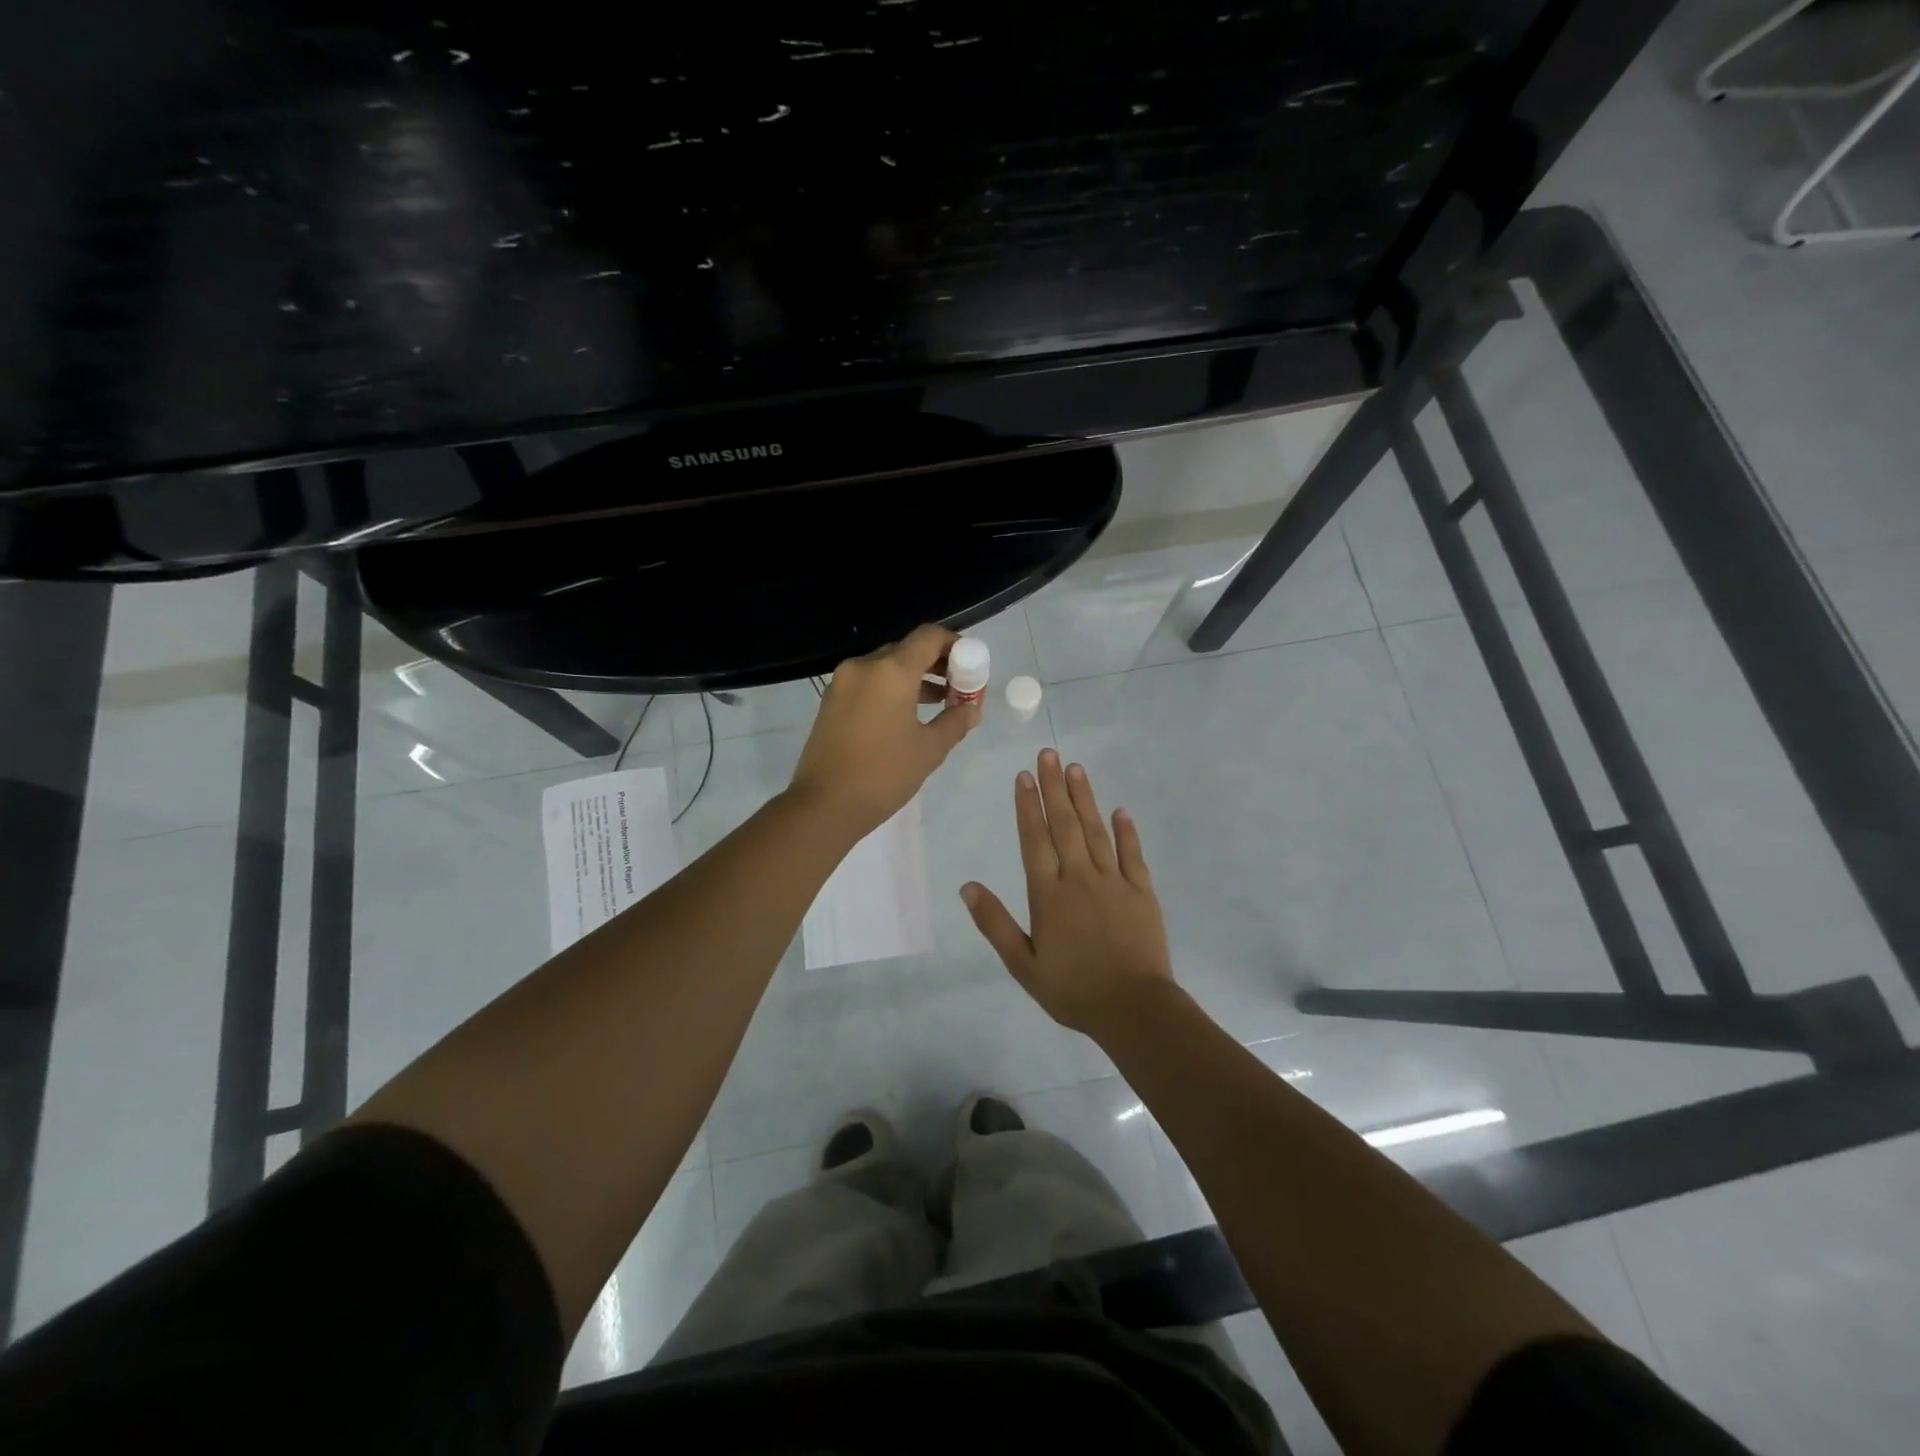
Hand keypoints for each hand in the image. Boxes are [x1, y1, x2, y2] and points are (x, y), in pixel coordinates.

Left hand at [787, 624, 979, 837]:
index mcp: (891, 671)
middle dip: (936, 664)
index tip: (970, 666)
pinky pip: (868, 681)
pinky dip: (891, 688)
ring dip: (914, 677)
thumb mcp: (929, 750)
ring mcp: (843, 681)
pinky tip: (905, 715)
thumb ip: (955, 722)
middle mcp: (864, 666)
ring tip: (938, 703)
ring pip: (886, 666)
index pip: (929, 637)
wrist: (824, 805)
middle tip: (957, 688)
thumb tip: (971, 709)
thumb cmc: (884, 775)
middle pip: (907, 649)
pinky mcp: (831, 700)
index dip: (955, 645)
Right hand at [961, 748, 1173, 1037]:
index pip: (1034, 839)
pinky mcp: (1142, 892)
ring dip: (1085, 798)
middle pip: (1064, 825)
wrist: (1133, 1009)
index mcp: (1049, 894)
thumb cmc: (1072, 989)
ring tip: (1076, 769)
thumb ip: (995, 923)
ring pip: (1096, 831)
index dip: (1028, 806)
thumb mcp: (1023, 964)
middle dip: (1054, 787)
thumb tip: (967, 886)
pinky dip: (1126, 831)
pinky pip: (1132, 854)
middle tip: (1049, 754)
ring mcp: (1114, 882)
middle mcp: (1080, 878)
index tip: (1024, 776)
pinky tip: (1120, 811)